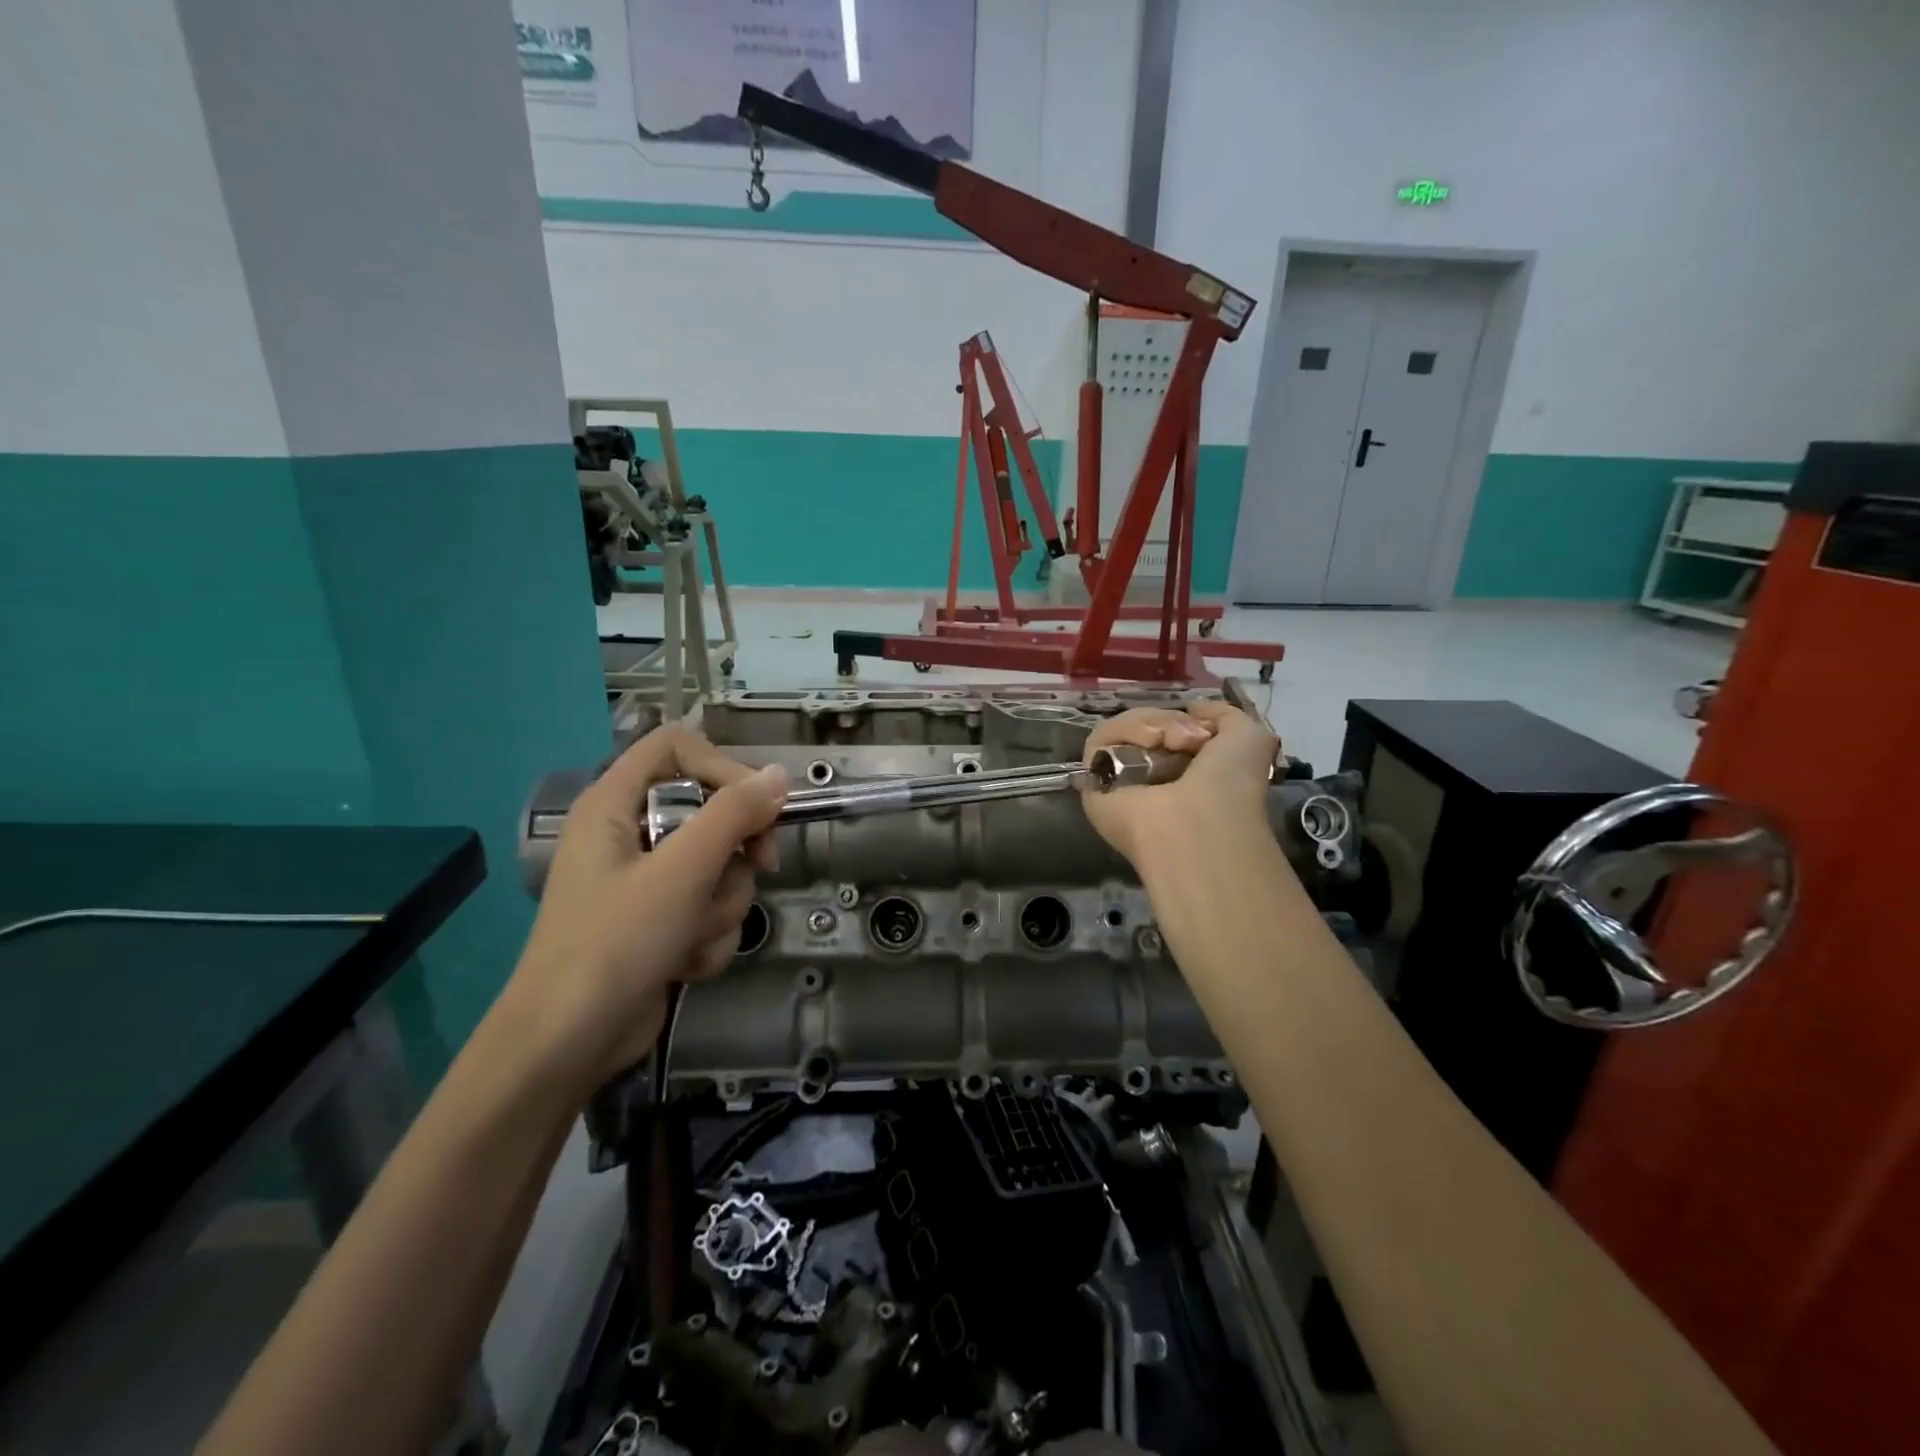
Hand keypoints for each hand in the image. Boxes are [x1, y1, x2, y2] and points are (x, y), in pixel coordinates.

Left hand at [506, 726, 788, 1091]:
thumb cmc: (615, 944)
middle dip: (735, 854)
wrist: (568, 1046)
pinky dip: (707, 935)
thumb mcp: (681, 872)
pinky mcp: (661, 920)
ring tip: (690, 937)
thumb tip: (781, 775)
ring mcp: (647, 881)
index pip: (678, 747)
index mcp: (614, 804)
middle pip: (712, 810)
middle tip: (756, 869)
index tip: (759, 806)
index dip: (723, 766)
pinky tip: (684, 963)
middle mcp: (630, 833)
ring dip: (721, 906)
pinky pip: (709, 907)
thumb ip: (733, 815)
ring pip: (720, 867)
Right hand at [1080, 702, 1279, 867]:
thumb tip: (1192, 708)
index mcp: (1184, 769)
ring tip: (1165, 743)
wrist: (1199, 823)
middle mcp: (1150, 774)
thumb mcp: (1249, 736)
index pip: (1168, 727)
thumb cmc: (1230, 786)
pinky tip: (1147, 745)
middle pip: (1143, 723)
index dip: (1182, 717)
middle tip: (1187, 740)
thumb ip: (1223, 714)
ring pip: (1121, 728)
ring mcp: (1119, 778)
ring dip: (1148, 725)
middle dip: (1167, 720)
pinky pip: (1099, 739)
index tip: (1200, 727)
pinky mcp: (1093, 779)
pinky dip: (1122, 732)